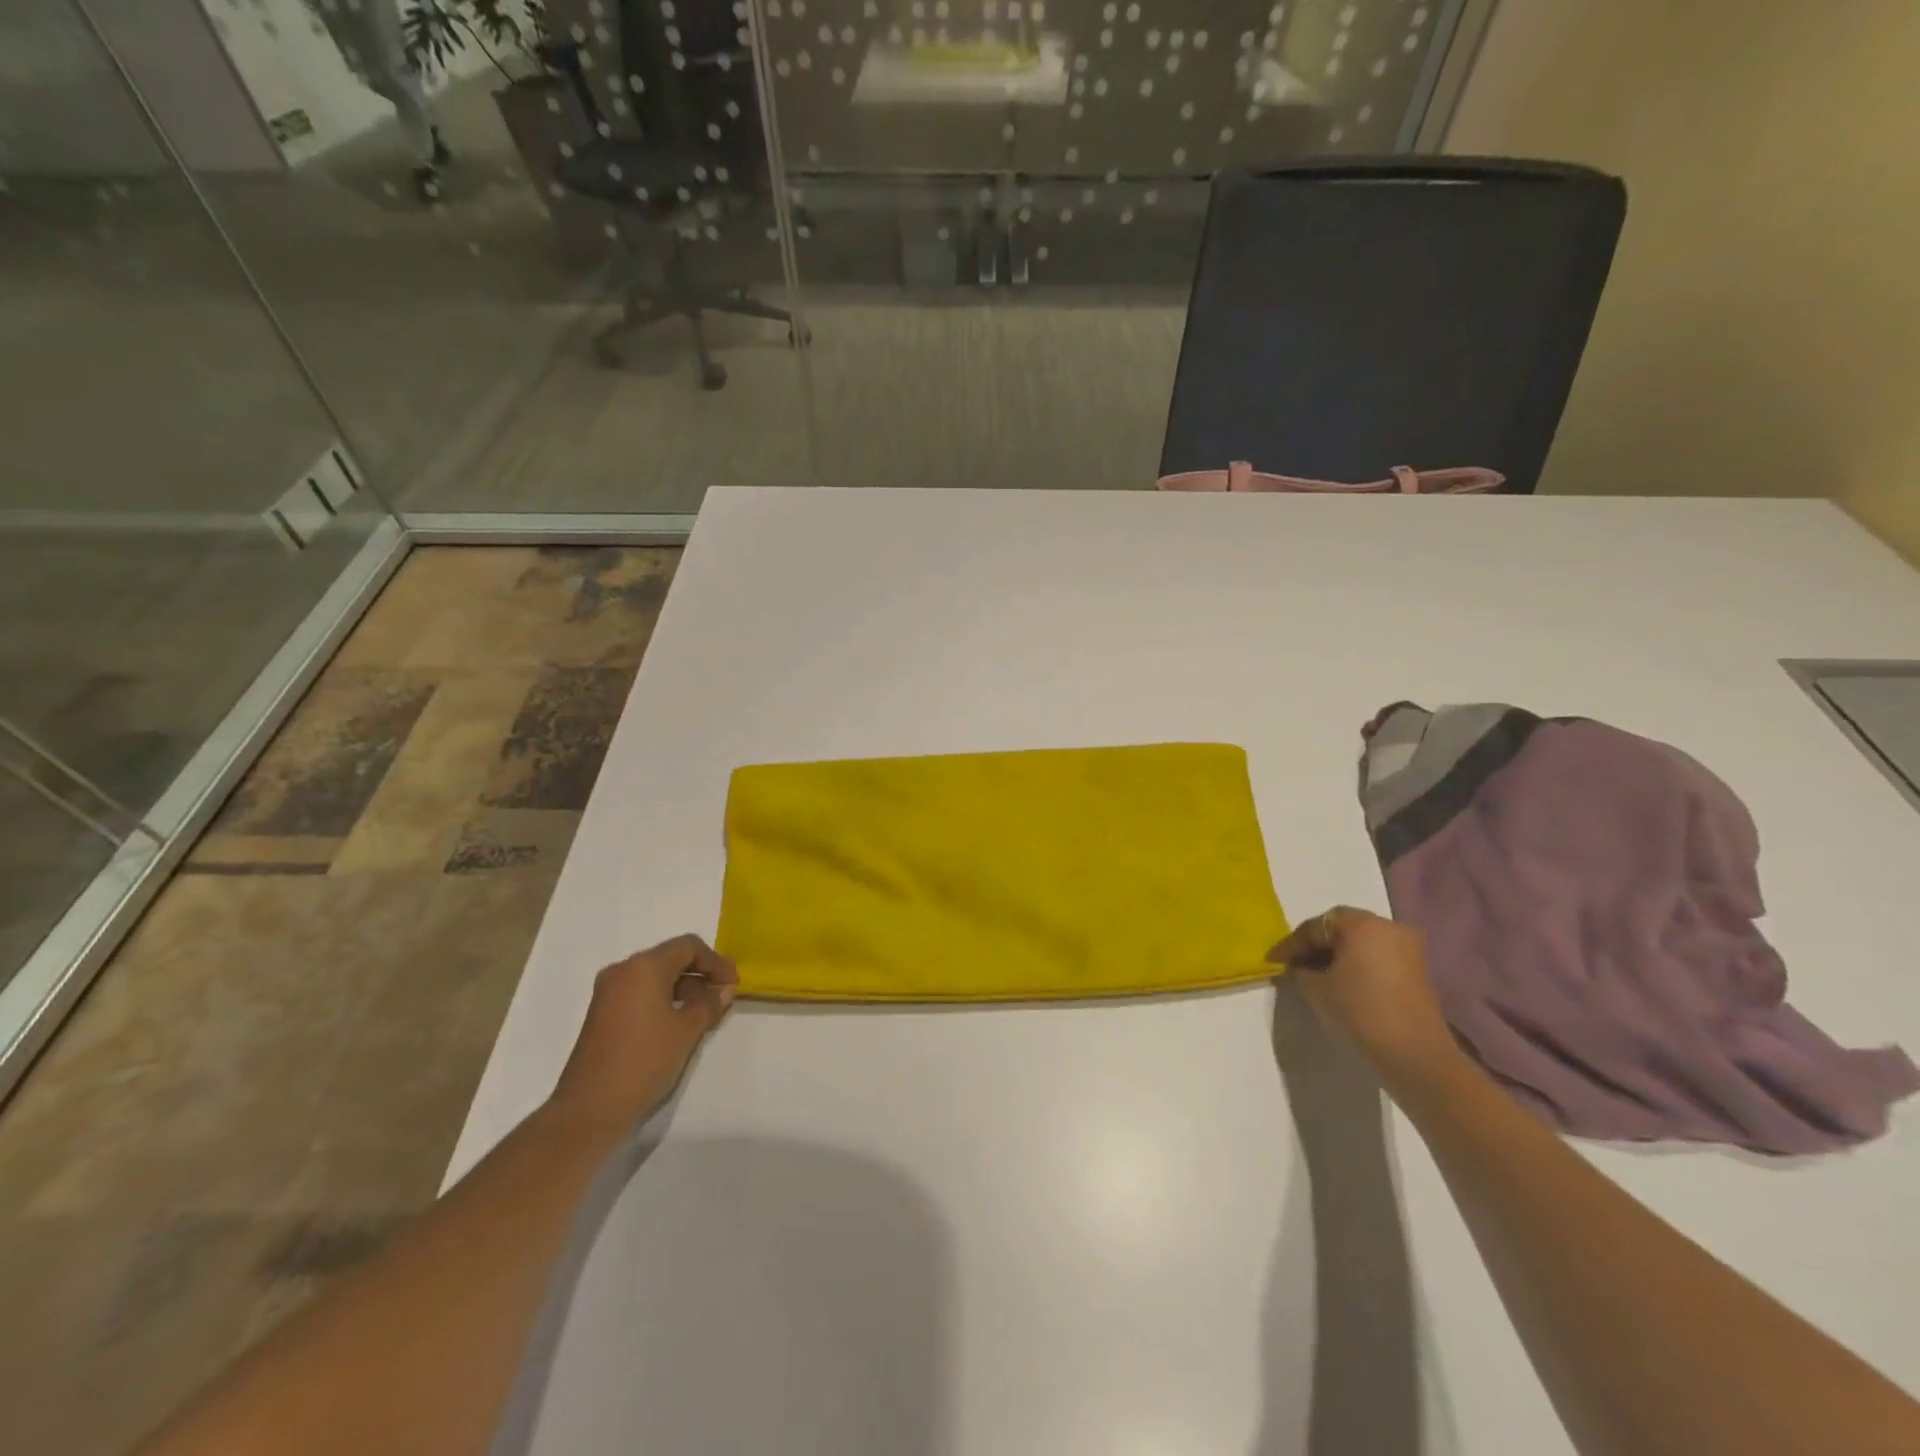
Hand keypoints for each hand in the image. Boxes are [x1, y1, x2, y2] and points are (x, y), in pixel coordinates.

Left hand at [547, 935, 737, 1129]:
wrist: (589, 1110)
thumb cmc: (643, 1061)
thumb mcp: (687, 1031)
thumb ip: (709, 1003)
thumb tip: (724, 989)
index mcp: (643, 967)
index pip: (688, 947)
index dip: (715, 961)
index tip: (733, 983)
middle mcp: (622, 971)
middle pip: (670, 958)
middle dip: (699, 973)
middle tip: (722, 994)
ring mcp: (608, 993)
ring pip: (654, 976)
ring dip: (683, 988)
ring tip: (705, 1012)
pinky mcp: (601, 1014)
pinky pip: (640, 993)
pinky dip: (663, 999)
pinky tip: (678, 1023)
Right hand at [1268, 907, 1462, 1089]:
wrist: (1415, 1057)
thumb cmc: (1360, 1012)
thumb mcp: (1316, 990)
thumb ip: (1298, 972)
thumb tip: (1294, 968)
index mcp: (1363, 924)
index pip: (1316, 926)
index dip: (1291, 945)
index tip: (1273, 962)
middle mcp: (1388, 927)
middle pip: (1341, 929)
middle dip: (1314, 947)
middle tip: (1292, 965)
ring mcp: (1408, 949)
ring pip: (1360, 944)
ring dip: (1335, 957)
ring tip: (1312, 977)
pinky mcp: (1417, 972)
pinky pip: (1376, 958)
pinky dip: (1355, 966)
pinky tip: (1339, 984)